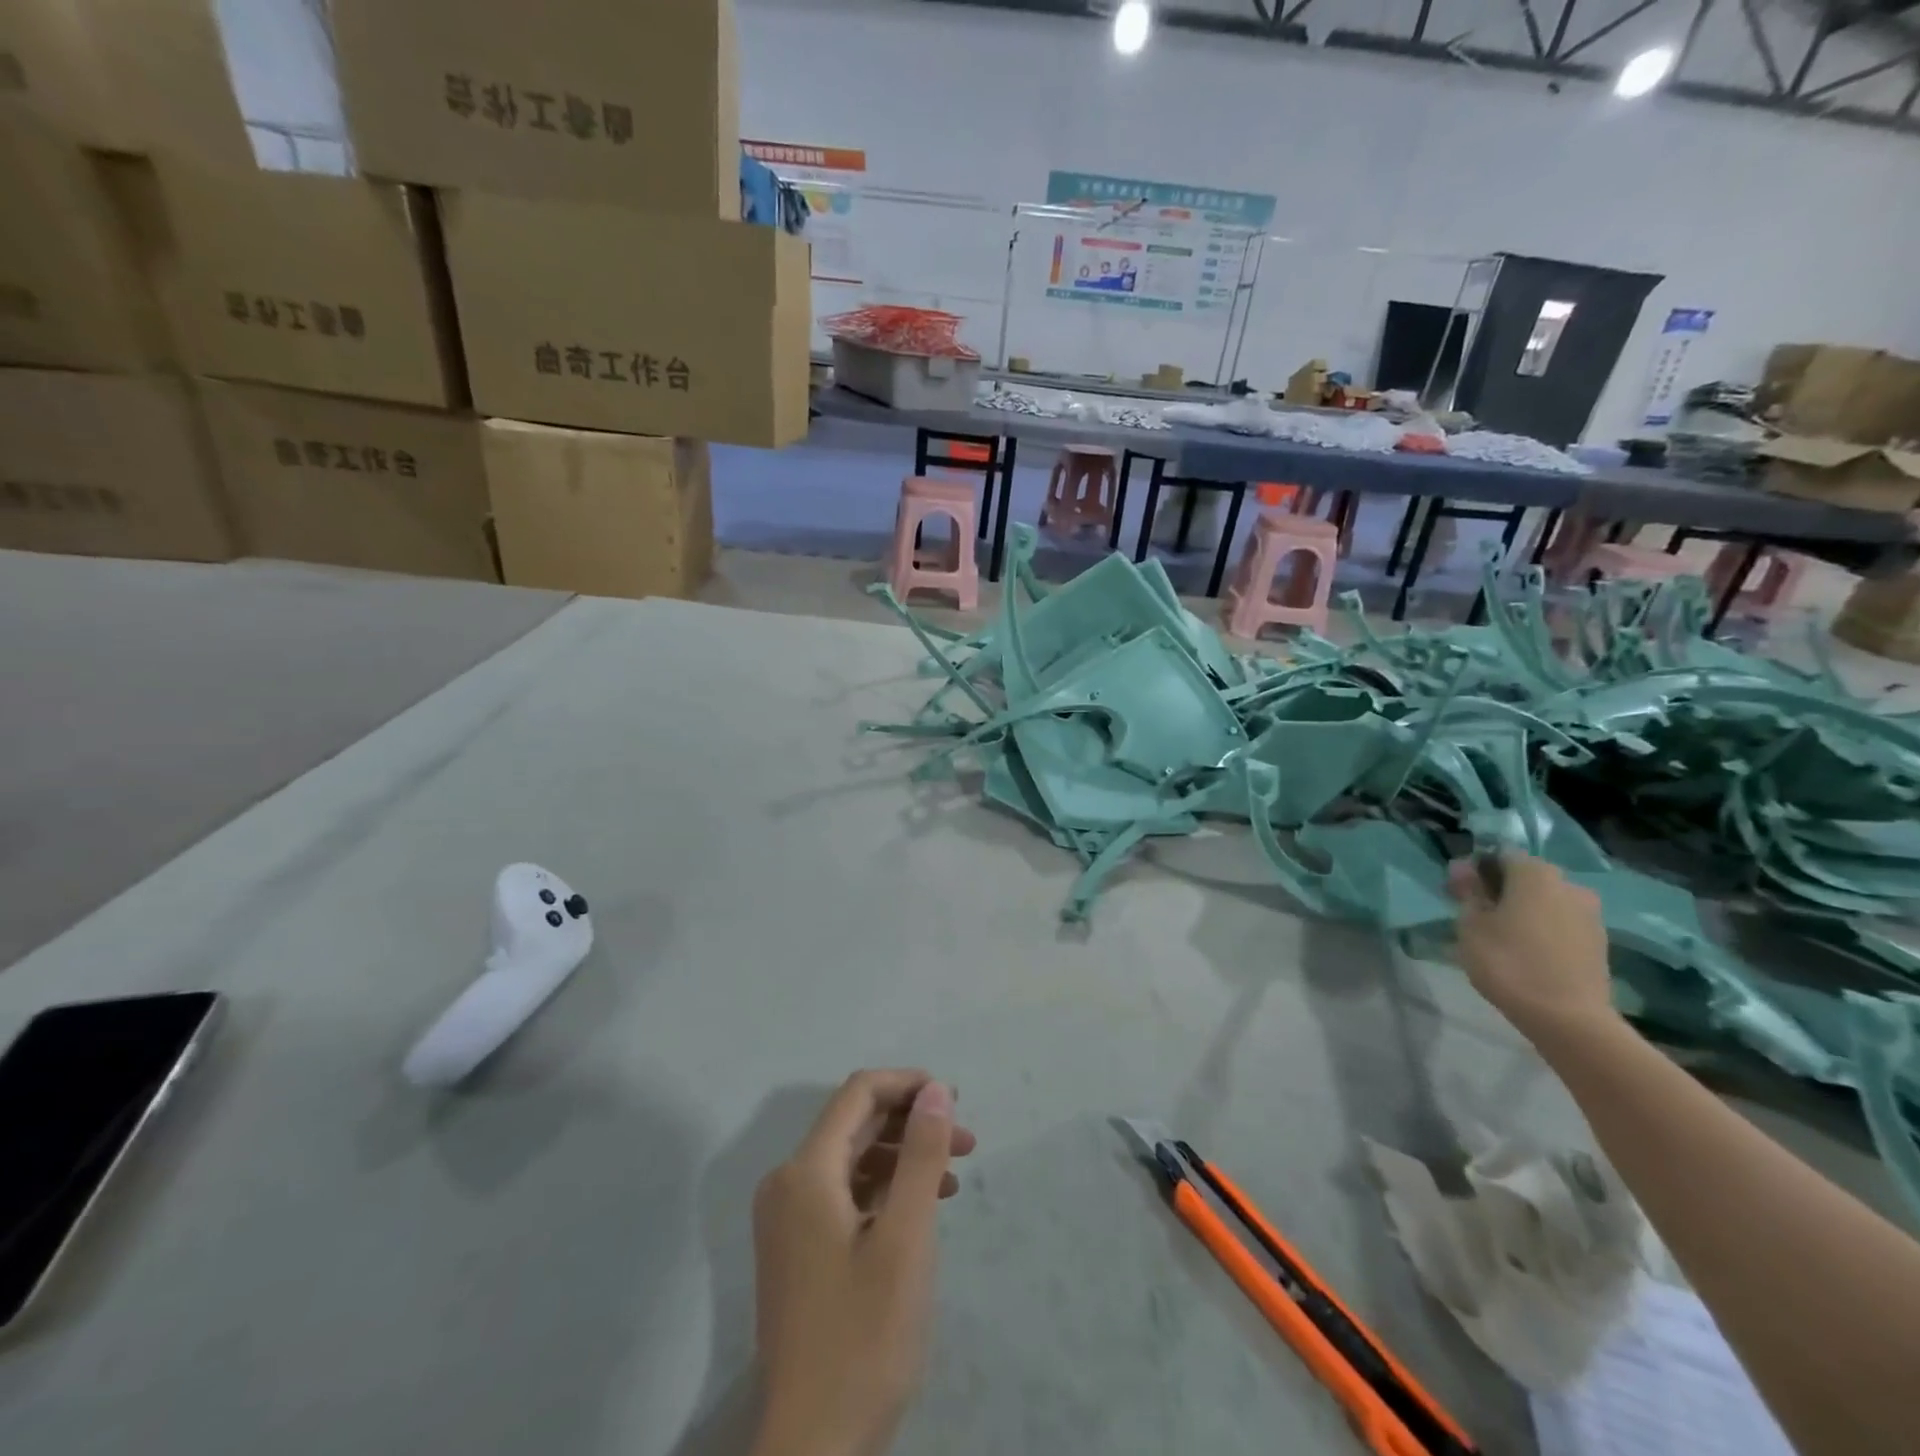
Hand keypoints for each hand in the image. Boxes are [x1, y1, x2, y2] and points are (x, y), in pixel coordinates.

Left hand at [750, 1069, 976, 1455]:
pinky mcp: (797, 1250)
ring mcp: (788, 1219)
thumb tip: (934, 1088)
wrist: (813, 1449)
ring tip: (954, 1175)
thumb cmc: (864, 1337)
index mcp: (805, 1171)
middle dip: (912, 1122)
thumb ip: (921, 1155)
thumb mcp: (906, 1238)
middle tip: (965, 1139)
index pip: (858, 1093)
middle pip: (854, 1124)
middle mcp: (788, 1183)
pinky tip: (922, 1208)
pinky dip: (885, 1190)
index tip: (953, 1098)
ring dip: (903, 1156)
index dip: (907, 1084)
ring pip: (852, 1160)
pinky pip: (844, 1195)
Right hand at [1448, 853, 1616, 1048]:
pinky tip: (1528, 950)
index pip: (1501, 855)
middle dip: (1502, 888)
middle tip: (1478, 913)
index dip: (1477, 869)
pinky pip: (1562, 922)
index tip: (1460, 892)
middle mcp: (1569, 885)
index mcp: (1535, 874)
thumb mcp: (1471, 925)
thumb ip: (1469, 891)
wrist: (1568, 1019)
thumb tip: (1464, 866)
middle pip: (1527, 876)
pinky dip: (1544, 928)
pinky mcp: (1599, 941)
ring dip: (1525, 909)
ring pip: (1547, 900)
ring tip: (1503, 935)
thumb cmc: (1509, 963)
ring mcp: (1590, 914)